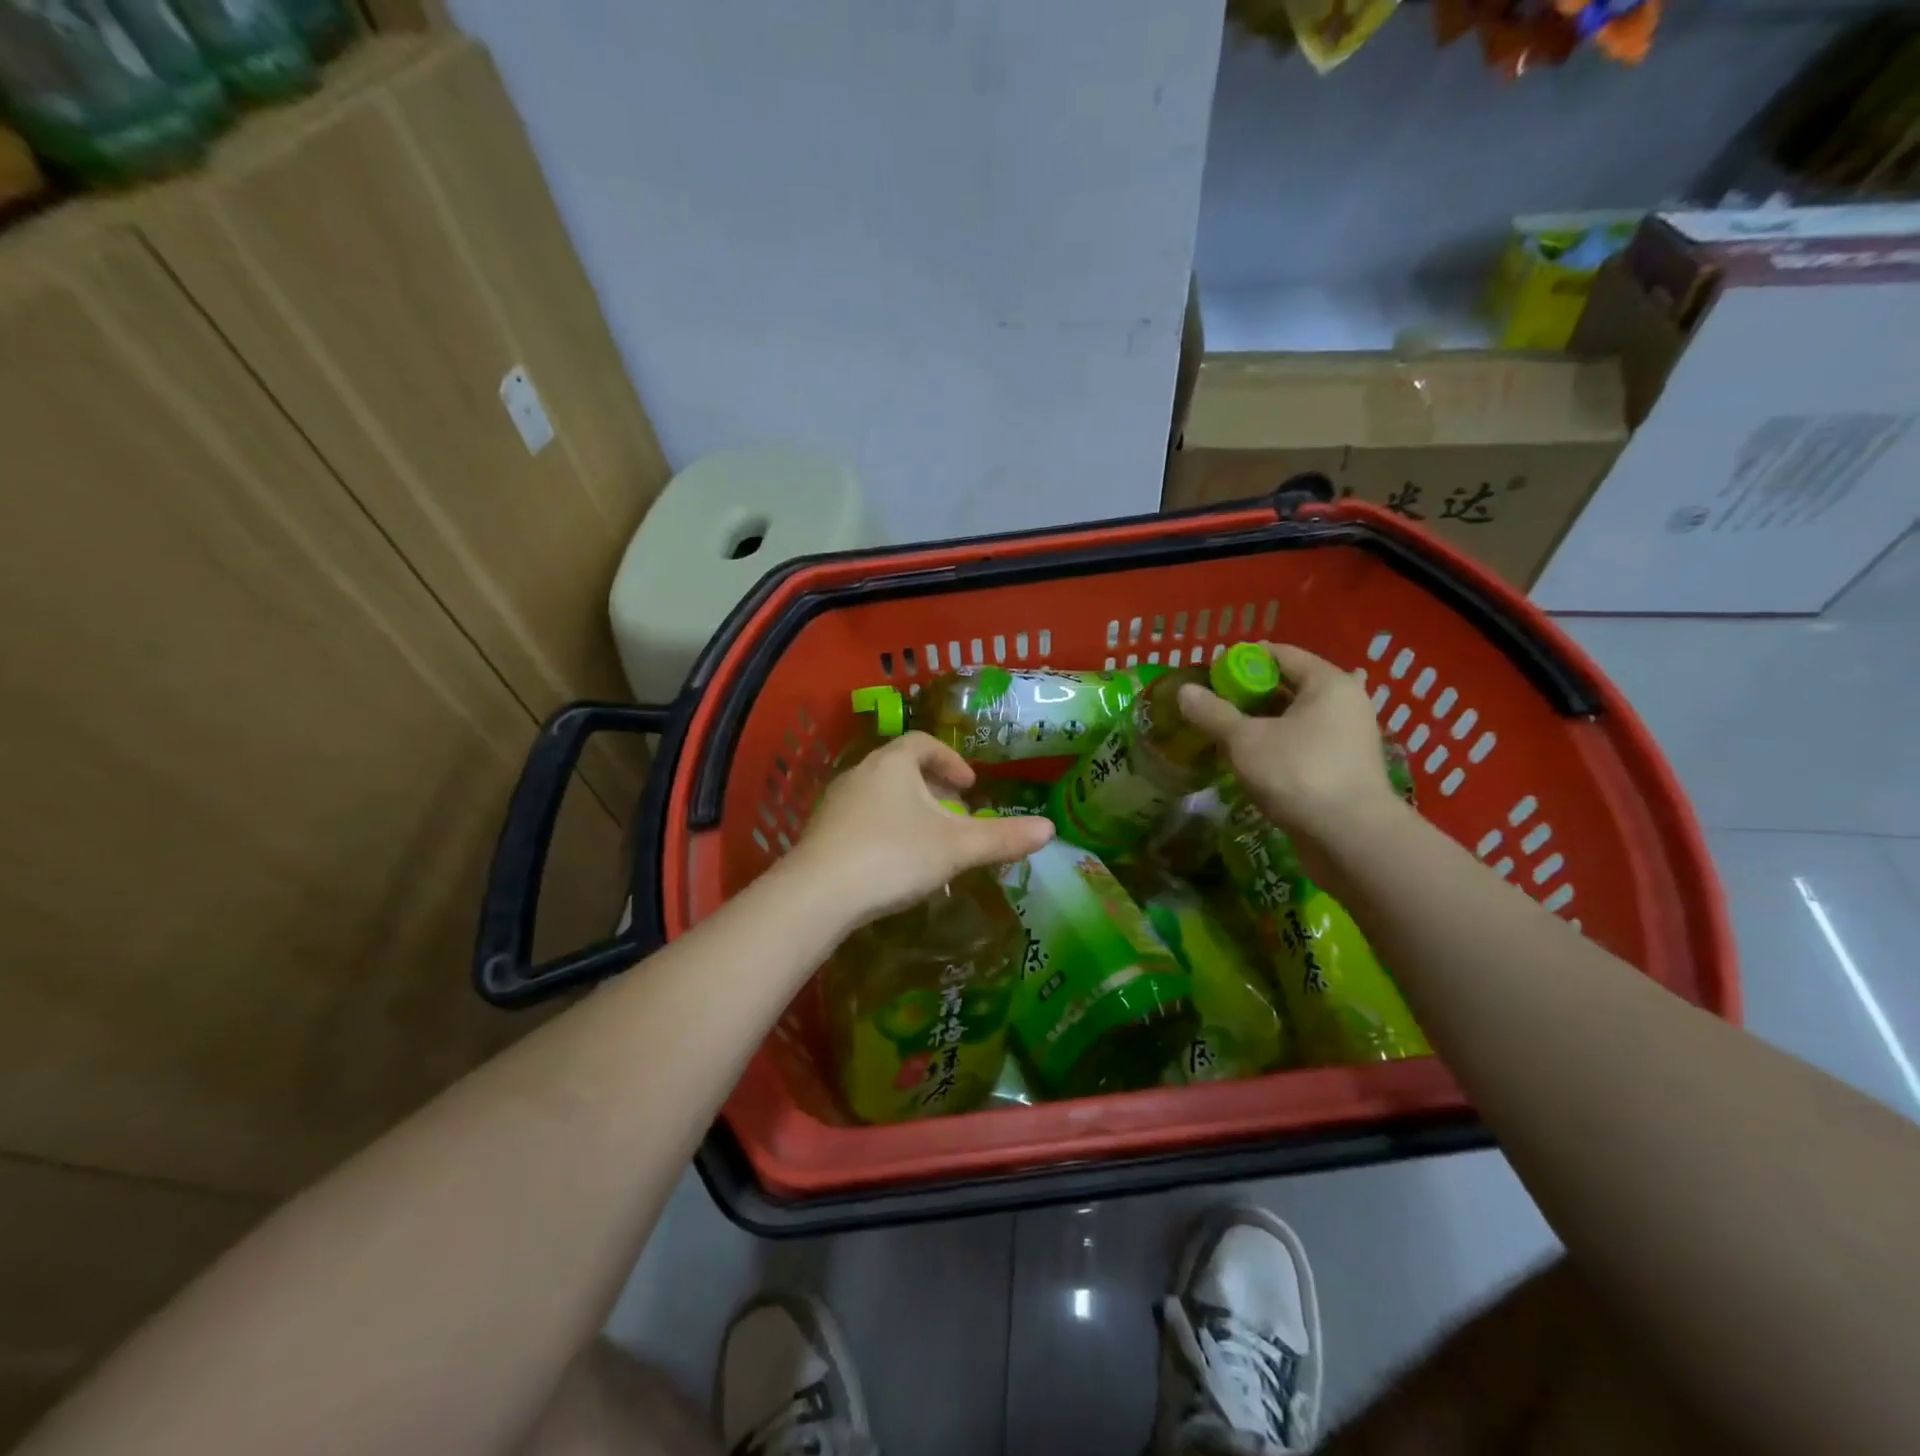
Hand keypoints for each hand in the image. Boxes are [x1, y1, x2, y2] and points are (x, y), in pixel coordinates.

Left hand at [786, 732, 1053, 929]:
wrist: (818, 894)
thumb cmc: (893, 856)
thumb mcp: (955, 848)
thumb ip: (1002, 838)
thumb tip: (1050, 829)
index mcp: (892, 764)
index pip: (923, 744)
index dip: (951, 761)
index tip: (969, 786)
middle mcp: (860, 773)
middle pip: (900, 769)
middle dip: (931, 788)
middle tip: (954, 814)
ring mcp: (835, 803)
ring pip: (879, 796)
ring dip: (907, 810)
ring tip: (927, 840)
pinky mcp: (820, 833)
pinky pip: (860, 820)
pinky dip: (883, 830)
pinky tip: (892, 863)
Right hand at [1177, 642, 1403, 847]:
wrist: (1350, 837)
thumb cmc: (1298, 774)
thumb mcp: (1245, 740)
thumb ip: (1213, 713)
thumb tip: (1184, 692)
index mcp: (1328, 683)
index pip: (1281, 654)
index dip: (1243, 660)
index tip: (1212, 674)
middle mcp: (1345, 703)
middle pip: (1289, 686)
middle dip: (1250, 694)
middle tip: (1213, 705)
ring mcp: (1348, 737)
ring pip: (1295, 719)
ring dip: (1262, 723)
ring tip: (1225, 733)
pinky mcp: (1343, 768)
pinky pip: (1303, 744)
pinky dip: (1277, 745)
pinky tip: (1253, 759)